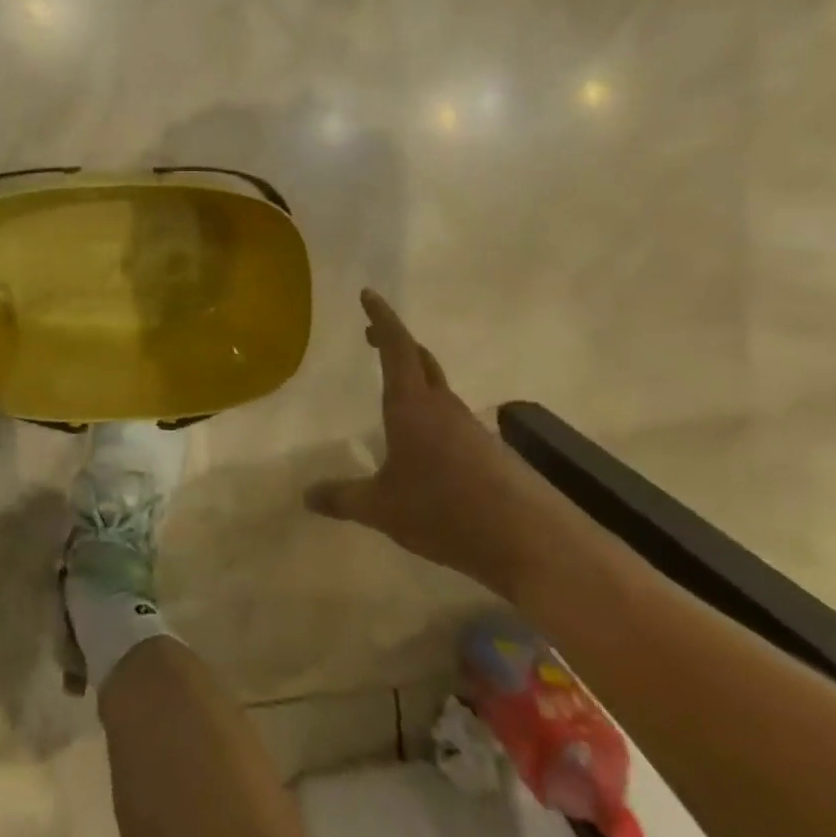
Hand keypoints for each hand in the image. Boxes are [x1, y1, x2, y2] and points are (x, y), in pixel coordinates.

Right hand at [304, 289, 568, 596]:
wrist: (529, 541)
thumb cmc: (444, 510)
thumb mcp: (382, 508)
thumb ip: (343, 497)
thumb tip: (306, 495)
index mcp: (412, 405)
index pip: (395, 346)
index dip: (381, 317)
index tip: (368, 294)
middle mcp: (443, 406)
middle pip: (420, 358)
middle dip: (395, 341)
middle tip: (372, 336)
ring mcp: (471, 427)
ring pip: (439, 389)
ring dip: (416, 378)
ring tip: (394, 394)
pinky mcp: (490, 451)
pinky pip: (453, 419)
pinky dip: (433, 414)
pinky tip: (424, 446)